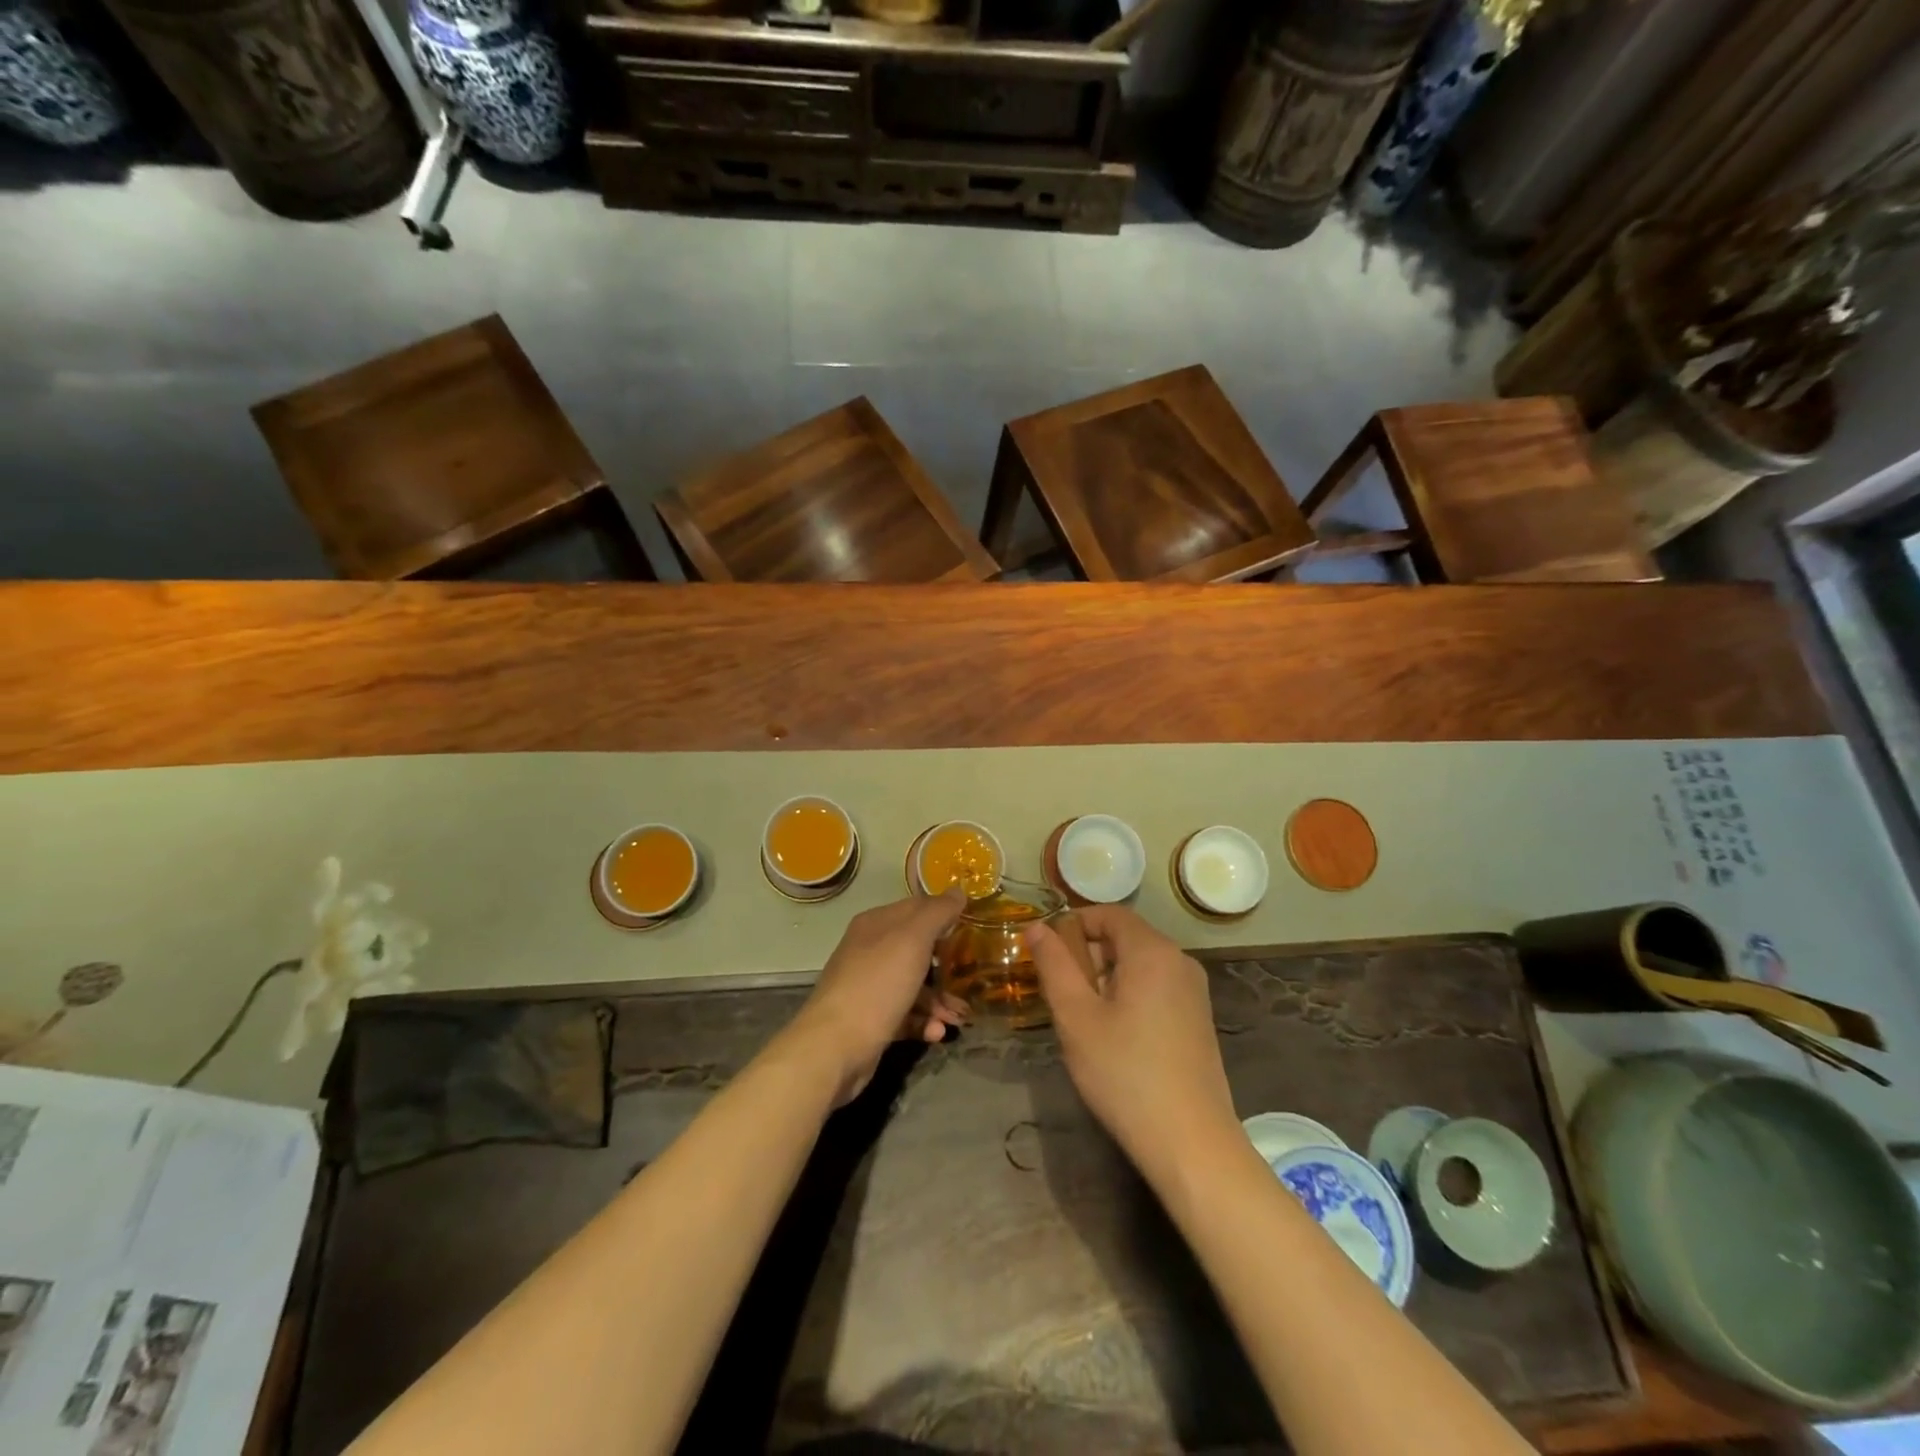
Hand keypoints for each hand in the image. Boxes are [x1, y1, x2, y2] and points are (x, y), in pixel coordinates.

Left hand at [788, 890, 968, 1104]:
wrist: (835, 1046)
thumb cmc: (878, 983)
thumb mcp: (913, 939)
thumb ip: (937, 913)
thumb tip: (958, 891)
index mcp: (876, 924)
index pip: (917, 908)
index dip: (945, 915)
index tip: (973, 929)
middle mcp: (870, 950)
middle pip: (917, 949)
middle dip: (946, 965)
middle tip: (971, 977)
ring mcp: (869, 986)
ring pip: (913, 985)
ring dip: (939, 1000)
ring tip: (960, 1017)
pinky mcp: (871, 1020)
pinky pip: (905, 1014)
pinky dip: (923, 1021)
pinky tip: (937, 1033)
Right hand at [1027, 906, 1238, 1182]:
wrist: (1191, 1144)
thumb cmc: (1125, 1074)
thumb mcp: (1076, 1017)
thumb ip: (1054, 965)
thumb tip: (1036, 927)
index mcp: (1152, 951)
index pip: (1108, 913)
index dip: (1073, 924)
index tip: (1047, 955)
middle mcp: (1180, 961)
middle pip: (1124, 937)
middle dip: (1087, 955)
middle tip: (1060, 994)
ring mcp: (1194, 992)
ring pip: (1139, 965)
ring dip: (1105, 978)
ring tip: (1082, 1019)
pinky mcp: (1198, 1019)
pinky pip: (1155, 987)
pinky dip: (1128, 996)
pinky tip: (1113, 1037)